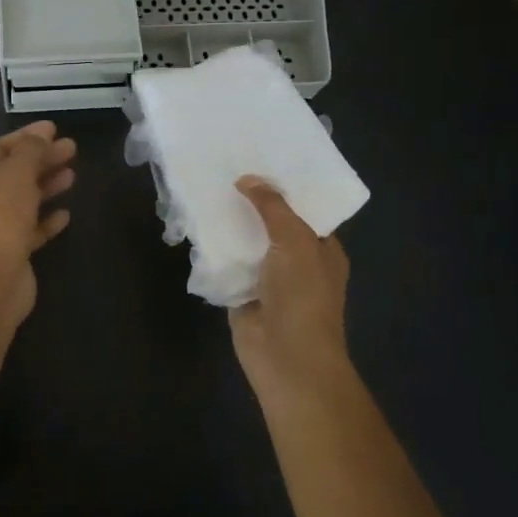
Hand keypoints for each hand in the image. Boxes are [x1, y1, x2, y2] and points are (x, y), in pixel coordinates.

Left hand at [0, 122, 76, 328]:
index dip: (27, 136)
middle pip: (13, 172)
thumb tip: (41, 138)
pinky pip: (30, 228)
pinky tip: (65, 214)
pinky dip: (46, 219)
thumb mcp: (15, 176)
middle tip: (72, 149)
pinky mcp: (9, 251)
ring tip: (72, 176)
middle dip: (42, 159)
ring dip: (46, 186)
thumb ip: (30, 152)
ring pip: (23, 199)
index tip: (55, 129)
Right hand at [227, 176, 349, 395]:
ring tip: (206, 188)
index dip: (285, 187)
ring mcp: (267, 279)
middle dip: (252, 203)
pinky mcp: (241, 294)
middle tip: (225, 167)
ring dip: (230, 225)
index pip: (305, 210)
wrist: (286, 358)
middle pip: (272, 224)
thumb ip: (273, 207)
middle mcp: (296, 261)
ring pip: (246, 244)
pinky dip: (213, 251)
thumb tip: (247, 179)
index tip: (261, 159)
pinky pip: (226, 265)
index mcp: (322, 249)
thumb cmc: (303, 296)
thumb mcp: (295, 241)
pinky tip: (195, 225)